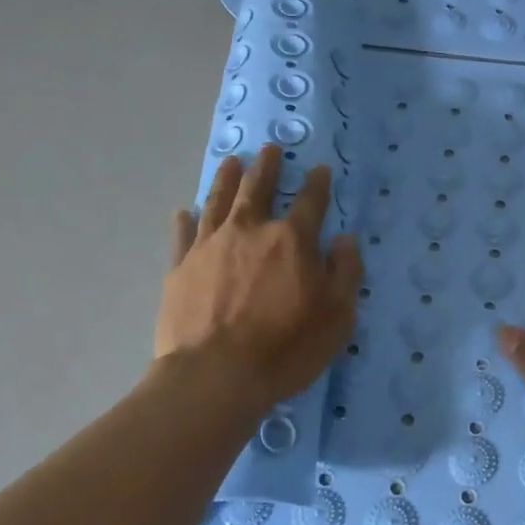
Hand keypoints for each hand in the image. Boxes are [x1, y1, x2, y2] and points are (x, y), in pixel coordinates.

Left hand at [155, 145, 361, 408]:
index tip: (320, 169)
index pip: (310, 201)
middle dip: (268, 167)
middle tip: (270, 149)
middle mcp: (250, 231)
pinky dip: (185, 220)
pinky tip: (184, 211)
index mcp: (292, 240)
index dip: (318, 184)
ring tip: (232, 162)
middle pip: (258, 189)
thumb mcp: (337, 316)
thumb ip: (345, 272)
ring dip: (227, 179)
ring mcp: (210, 246)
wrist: (215, 375)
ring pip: (218, 201)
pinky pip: (183, 234)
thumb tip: (345, 239)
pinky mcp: (179, 267)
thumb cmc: (285, 348)